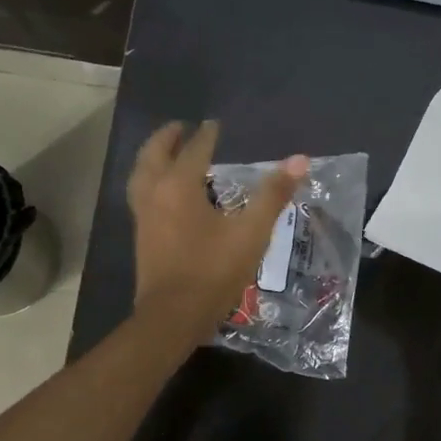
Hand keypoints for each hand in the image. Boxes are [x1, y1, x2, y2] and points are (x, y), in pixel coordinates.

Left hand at [128, 120, 307, 343]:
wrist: (174, 315)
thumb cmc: (213, 271)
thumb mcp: (251, 232)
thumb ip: (273, 195)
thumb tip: (300, 160)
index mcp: (179, 186)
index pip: (194, 150)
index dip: (207, 136)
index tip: (214, 124)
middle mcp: (154, 193)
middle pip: (154, 154)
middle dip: (168, 138)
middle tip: (181, 127)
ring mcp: (143, 215)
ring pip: (141, 174)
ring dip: (152, 157)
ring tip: (166, 153)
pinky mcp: (141, 235)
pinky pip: (140, 193)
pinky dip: (149, 179)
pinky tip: (163, 191)